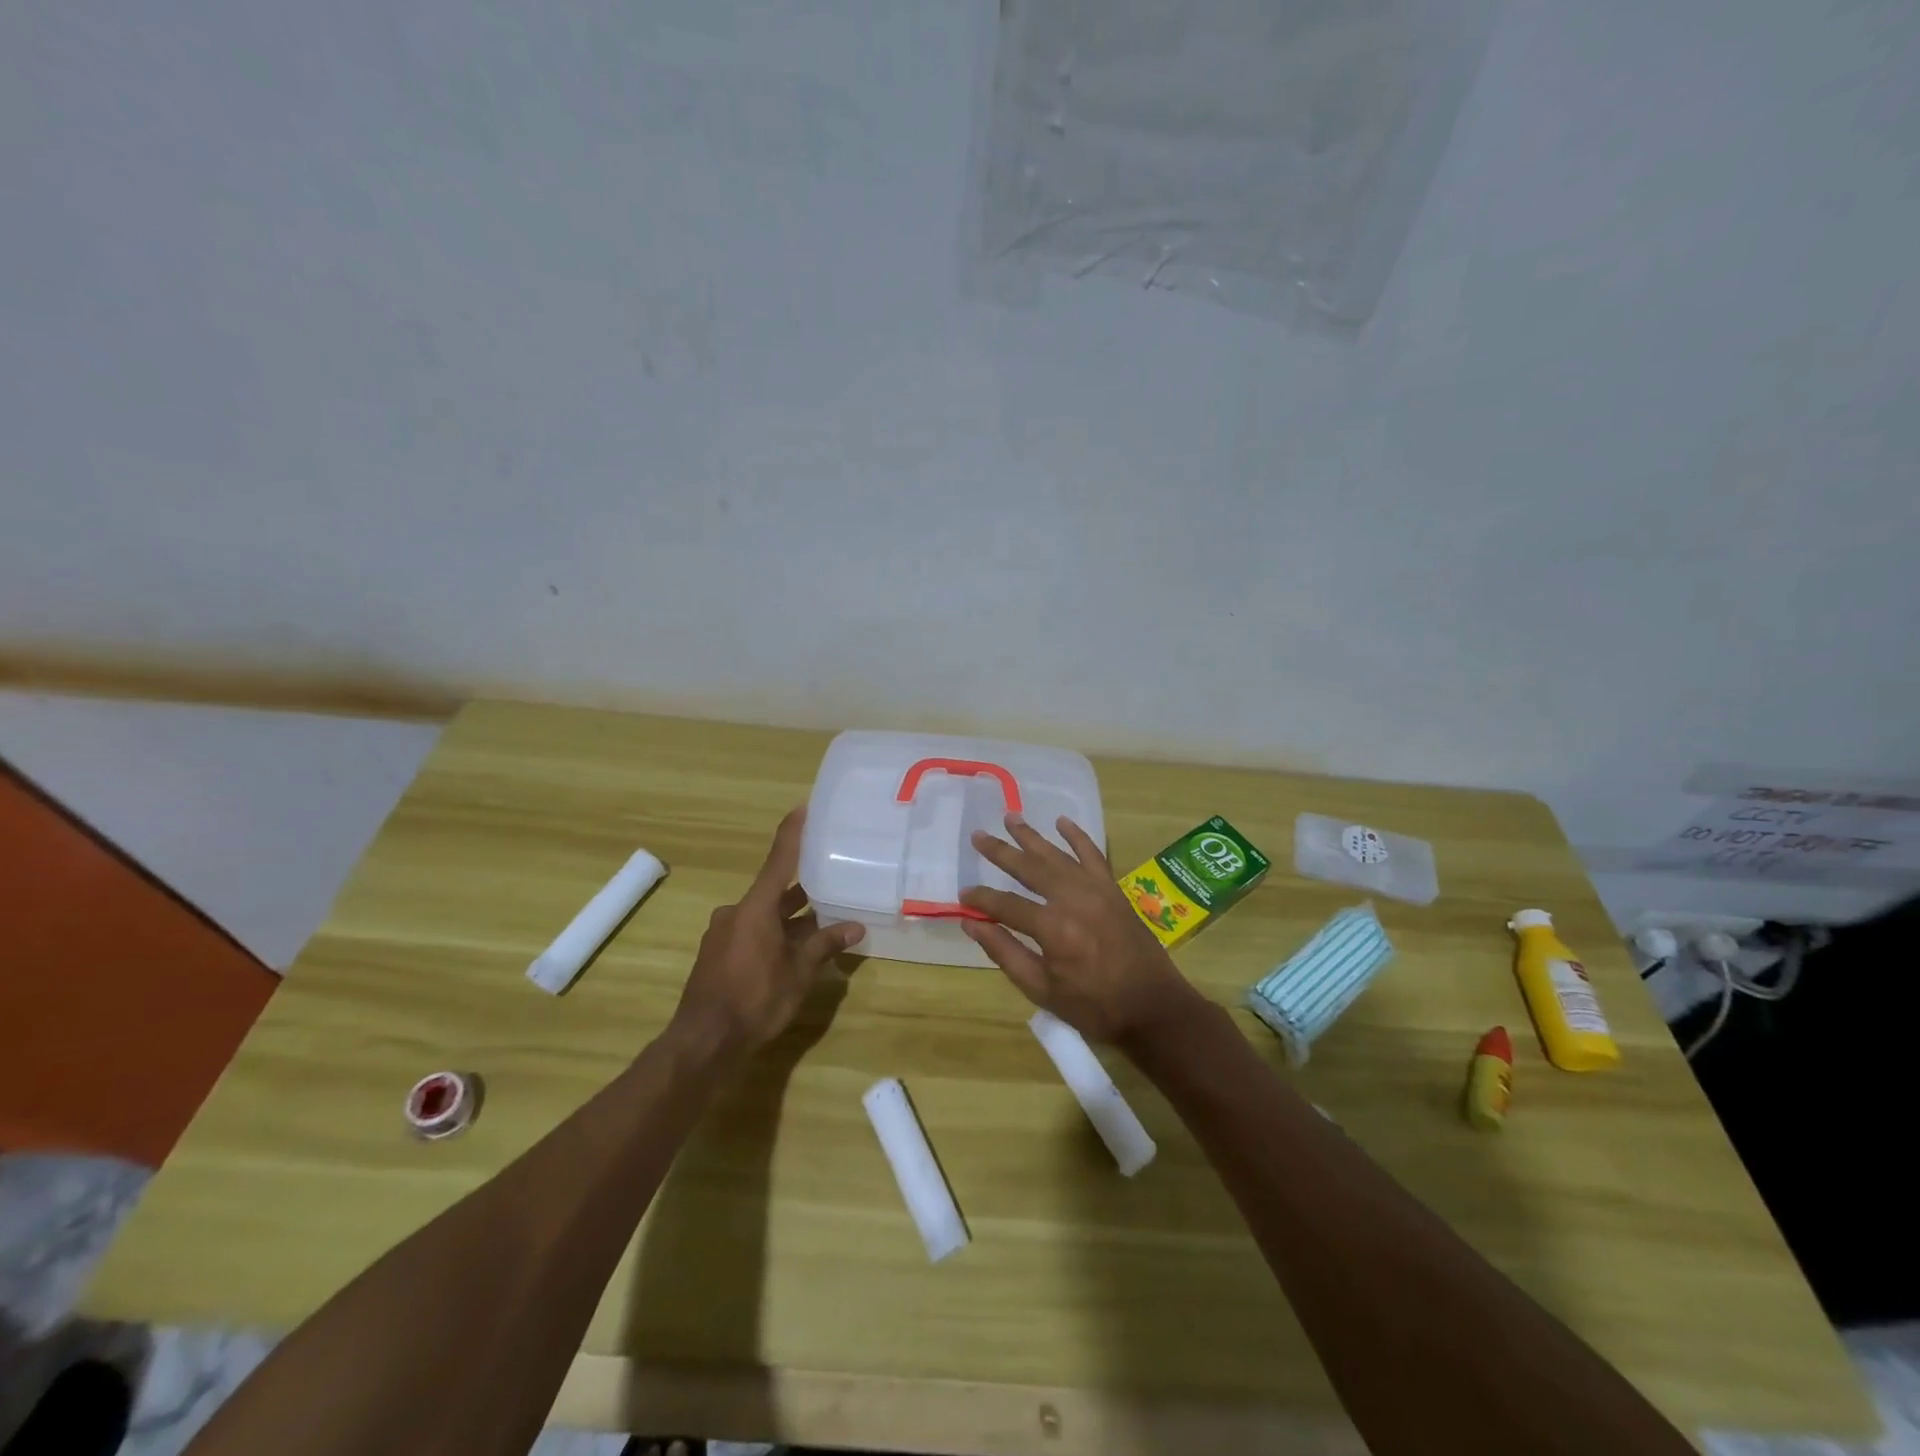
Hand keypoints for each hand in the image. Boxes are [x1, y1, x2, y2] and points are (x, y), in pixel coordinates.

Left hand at [670, 807, 863, 1054]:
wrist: (704, 1042)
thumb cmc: (755, 999)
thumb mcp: (799, 972)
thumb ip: (825, 945)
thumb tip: (855, 927)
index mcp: (755, 908)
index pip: (779, 860)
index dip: (792, 833)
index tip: (802, 808)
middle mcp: (736, 913)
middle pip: (774, 891)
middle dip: (803, 888)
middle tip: (832, 876)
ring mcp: (724, 934)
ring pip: (765, 915)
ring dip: (791, 917)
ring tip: (825, 919)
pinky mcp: (719, 956)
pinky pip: (753, 933)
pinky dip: (775, 934)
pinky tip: (796, 950)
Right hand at [959, 813, 1201, 1046]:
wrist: (1153, 1007)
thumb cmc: (1093, 1006)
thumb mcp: (1041, 989)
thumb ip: (1004, 952)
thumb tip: (971, 923)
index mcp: (1052, 928)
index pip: (1005, 904)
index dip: (981, 899)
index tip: (963, 895)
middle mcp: (1073, 899)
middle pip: (1029, 868)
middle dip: (1000, 852)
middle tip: (978, 836)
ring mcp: (1096, 890)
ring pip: (1057, 855)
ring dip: (1032, 836)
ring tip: (1010, 817)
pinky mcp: (1113, 889)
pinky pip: (1093, 854)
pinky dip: (1077, 836)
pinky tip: (1062, 821)